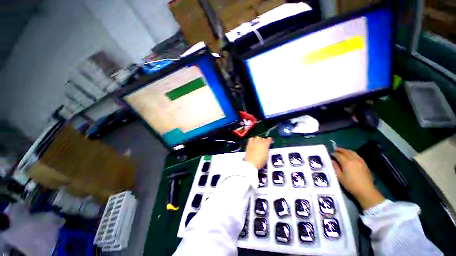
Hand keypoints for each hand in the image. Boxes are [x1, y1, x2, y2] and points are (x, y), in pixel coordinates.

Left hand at [245, 137, 272, 168]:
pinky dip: (252, 140)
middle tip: (263, 144)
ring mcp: (253, 142)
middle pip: (262, 138)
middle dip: (263, 140)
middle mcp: (259, 142)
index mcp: (265, 144)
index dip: (270, 140)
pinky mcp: (249, 144)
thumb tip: (266, 147)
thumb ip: (266, 150)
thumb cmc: (260, 161)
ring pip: (257, 137)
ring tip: (258, 143)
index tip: (270, 141)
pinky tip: (253, 143)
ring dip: (258, 139)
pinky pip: (251, 139)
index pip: (269, 139)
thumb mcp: (266, 156)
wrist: (251, 163)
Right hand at [332, 148, 384, 209]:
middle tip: (335, 150)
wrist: (366, 191)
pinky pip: (357, 155)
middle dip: (340, 150)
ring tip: (342, 151)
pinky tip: (350, 156)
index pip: (338, 155)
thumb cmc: (350, 184)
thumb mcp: (339, 177)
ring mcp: (360, 161)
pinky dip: (352, 153)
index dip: (334, 154)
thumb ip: (335, 167)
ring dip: (346, 151)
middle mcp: (353, 159)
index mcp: (346, 162)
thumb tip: (332, 161)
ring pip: (352, 152)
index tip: (330, 154)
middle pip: (346, 151)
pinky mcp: (364, 163)